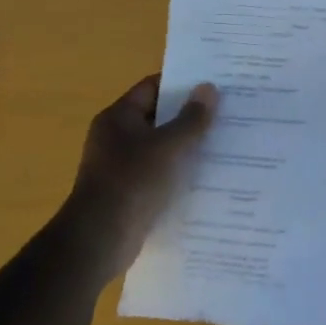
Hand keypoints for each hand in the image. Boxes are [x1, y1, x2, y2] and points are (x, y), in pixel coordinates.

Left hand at [67, 76, 218, 275]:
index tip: (213, 85)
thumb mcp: (168, 146)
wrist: (99, 240)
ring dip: (186, 146)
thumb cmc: (131, 182)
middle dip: (189, 116)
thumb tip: (209, 88)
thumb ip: (191, 118)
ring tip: (224, 143)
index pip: (152, 87)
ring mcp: (121, 166)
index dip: (181, 84)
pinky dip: (178, 172)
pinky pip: (159, 173)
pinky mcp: (129, 192)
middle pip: (158, 116)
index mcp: (118, 117)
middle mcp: (116, 137)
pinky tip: (207, 176)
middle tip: (226, 113)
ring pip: (161, 147)